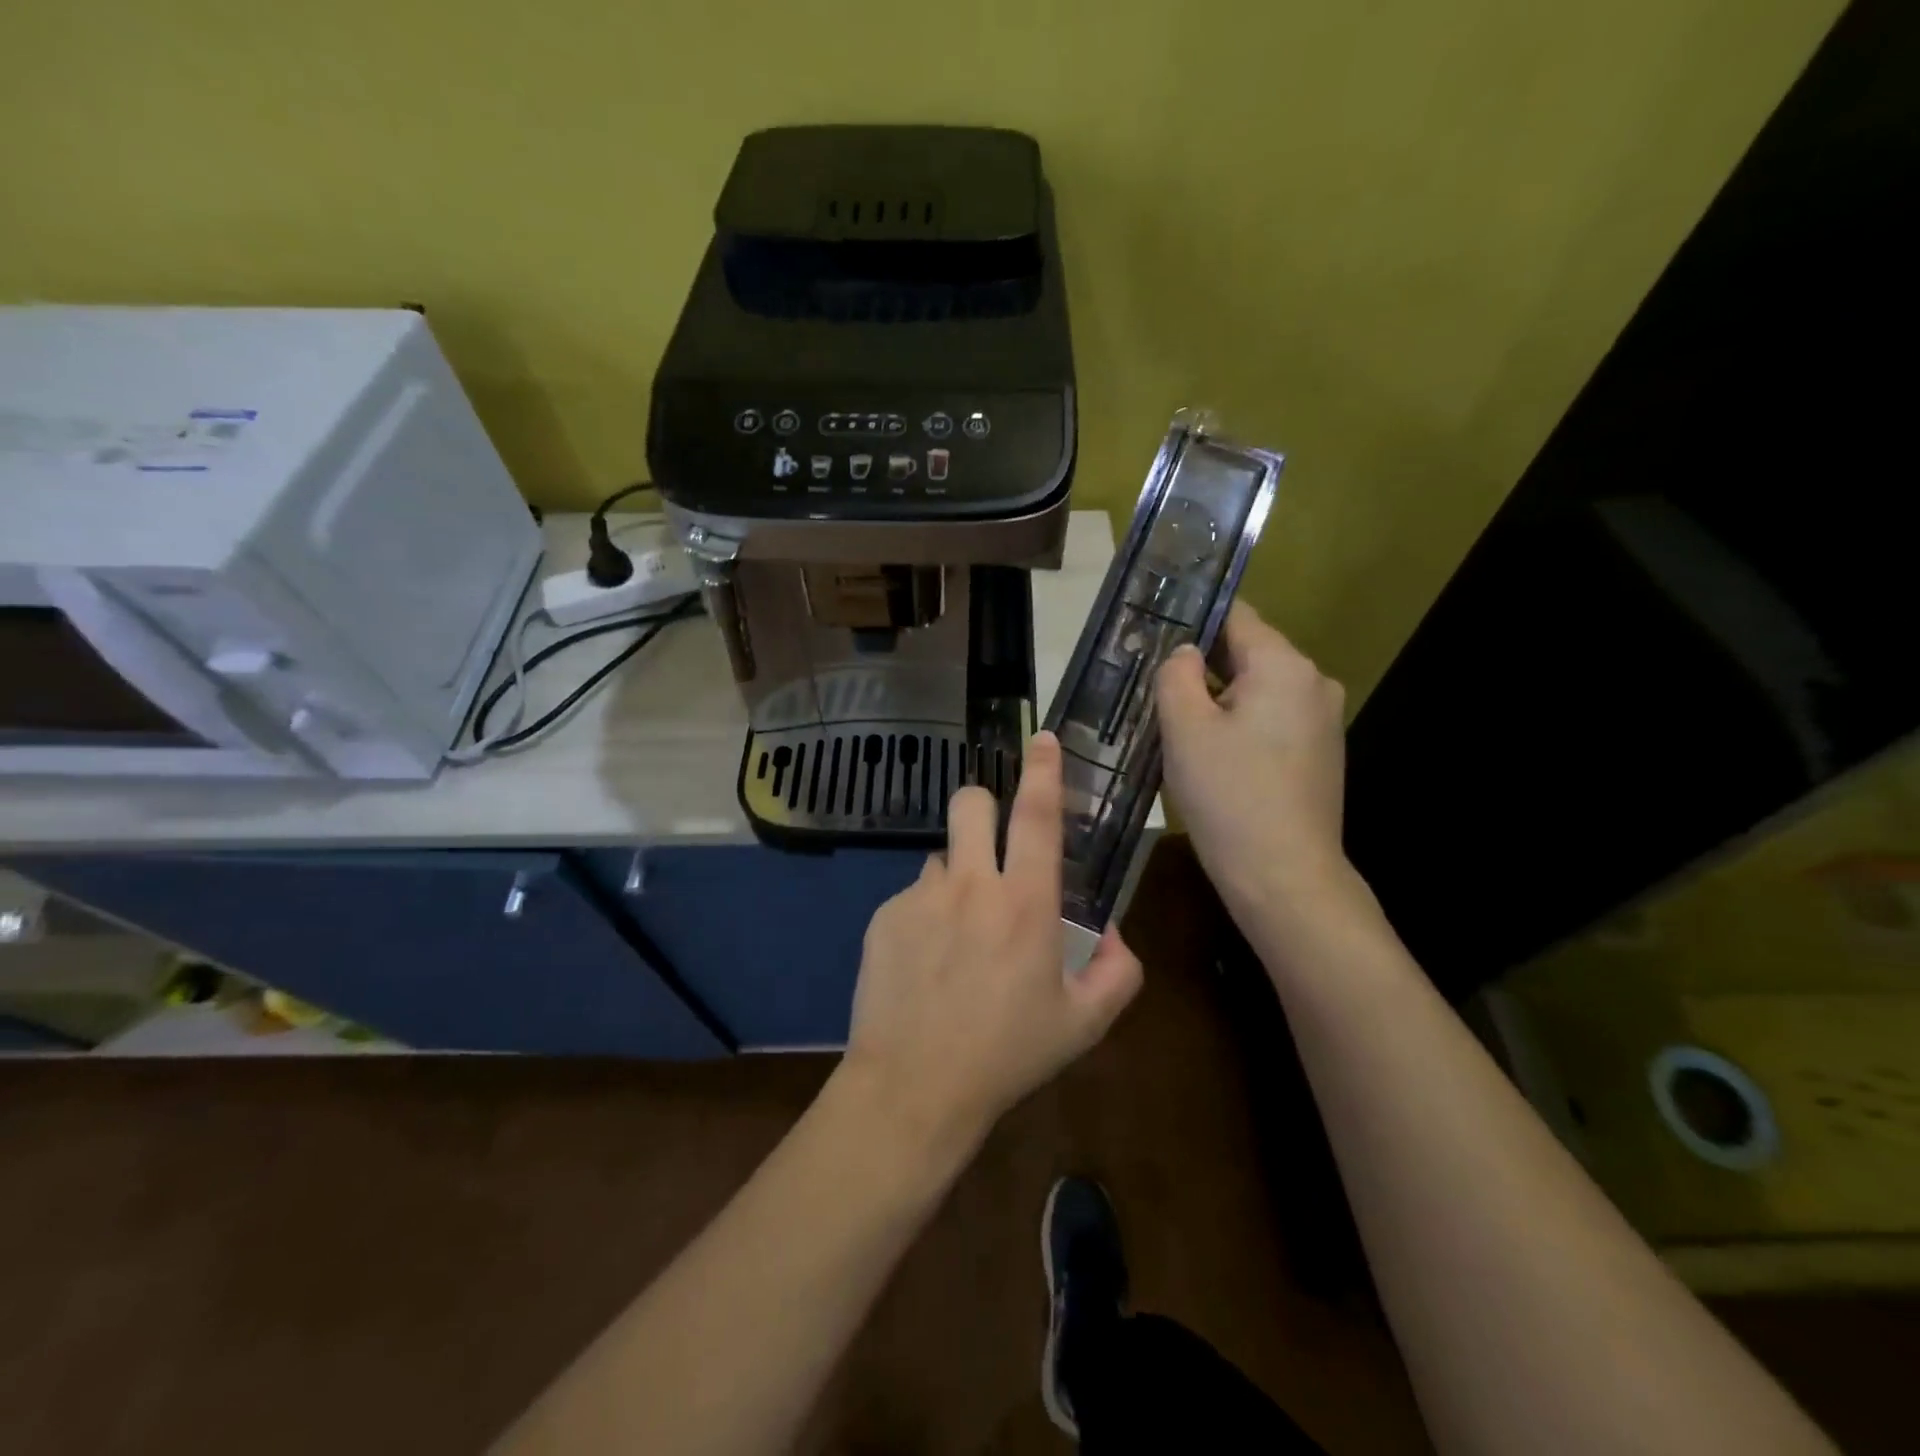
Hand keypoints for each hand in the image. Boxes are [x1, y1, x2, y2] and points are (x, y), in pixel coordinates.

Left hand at [840, 730, 1143, 1150]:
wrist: (914, 1086)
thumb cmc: (1007, 1055)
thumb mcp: (1083, 1024)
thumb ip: (1118, 972)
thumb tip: (1112, 931)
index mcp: (1025, 903)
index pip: (1037, 816)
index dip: (1043, 771)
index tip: (1042, 738)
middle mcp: (971, 884)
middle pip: (971, 803)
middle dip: (983, 805)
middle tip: (990, 842)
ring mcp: (921, 896)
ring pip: (941, 854)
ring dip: (956, 874)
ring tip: (957, 932)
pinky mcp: (884, 916)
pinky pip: (913, 894)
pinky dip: (926, 913)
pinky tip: (925, 963)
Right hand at [1157, 602, 1351, 921]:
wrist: (1284, 877)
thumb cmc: (1229, 796)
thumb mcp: (1185, 729)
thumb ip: (1177, 675)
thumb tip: (1185, 653)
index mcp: (1284, 666)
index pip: (1235, 616)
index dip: (1192, 618)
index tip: (1152, 630)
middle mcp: (1313, 682)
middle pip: (1248, 652)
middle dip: (1201, 664)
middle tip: (1150, 680)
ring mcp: (1321, 720)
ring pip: (1257, 689)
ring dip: (1217, 697)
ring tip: (1171, 717)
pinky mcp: (1318, 752)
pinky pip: (1270, 719)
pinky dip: (1239, 723)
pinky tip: (1209, 750)